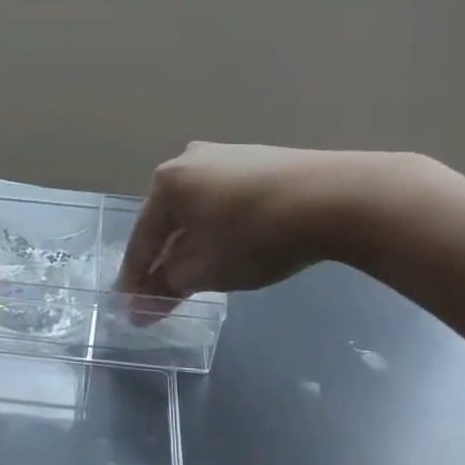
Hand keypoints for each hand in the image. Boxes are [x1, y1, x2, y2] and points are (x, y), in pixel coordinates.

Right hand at [115, 143, 368, 321]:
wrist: (334, 197)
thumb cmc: (255, 235)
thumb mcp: (204, 269)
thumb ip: (167, 288)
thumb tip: (139, 308)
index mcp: (166, 182)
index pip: (141, 239)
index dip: (134, 279)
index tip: (129, 309)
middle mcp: (189, 160)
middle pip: (167, 221)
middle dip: (164, 260)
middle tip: (164, 295)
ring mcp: (225, 155)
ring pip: (196, 210)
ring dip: (192, 243)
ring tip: (198, 274)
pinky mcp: (257, 160)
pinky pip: (223, 200)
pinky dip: (218, 227)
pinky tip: (230, 245)